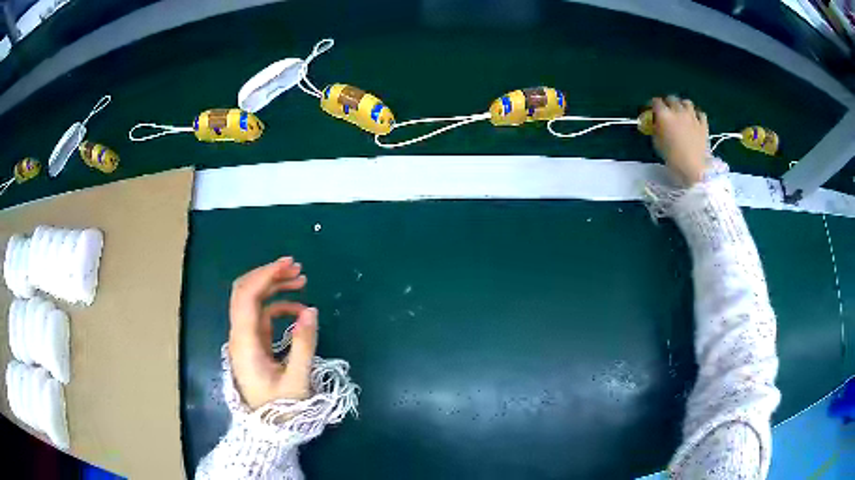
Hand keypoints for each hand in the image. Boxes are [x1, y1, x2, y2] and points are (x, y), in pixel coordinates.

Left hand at [228, 257, 317, 409]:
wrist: (268, 427)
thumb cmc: (281, 407)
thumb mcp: (297, 379)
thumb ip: (304, 344)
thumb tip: (311, 310)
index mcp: (245, 342)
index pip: (247, 297)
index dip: (265, 276)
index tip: (288, 265)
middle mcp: (240, 335)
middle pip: (245, 292)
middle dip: (268, 275)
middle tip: (296, 268)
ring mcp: (246, 338)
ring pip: (253, 301)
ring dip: (273, 287)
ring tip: (300, 281)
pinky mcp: (254, 343)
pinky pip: (263, 315)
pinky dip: (279, 306)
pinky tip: (298, 311)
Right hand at [650, 96, 708, 186]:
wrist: (695, 170)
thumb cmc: (673, 159)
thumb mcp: (658, 144)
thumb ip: (656, 130)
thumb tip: (655, 124)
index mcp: (665, 115)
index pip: (655, 102)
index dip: (652, 105)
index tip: (651, 111)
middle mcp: (678, 111)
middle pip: (671, 98)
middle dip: (667, 103)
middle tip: (666, 112)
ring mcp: (693, 117)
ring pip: (686, 102)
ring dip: (682, 105)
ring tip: (681, 113)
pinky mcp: (703, 125)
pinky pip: (700, 113)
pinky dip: (696, 114)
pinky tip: (694, 120)